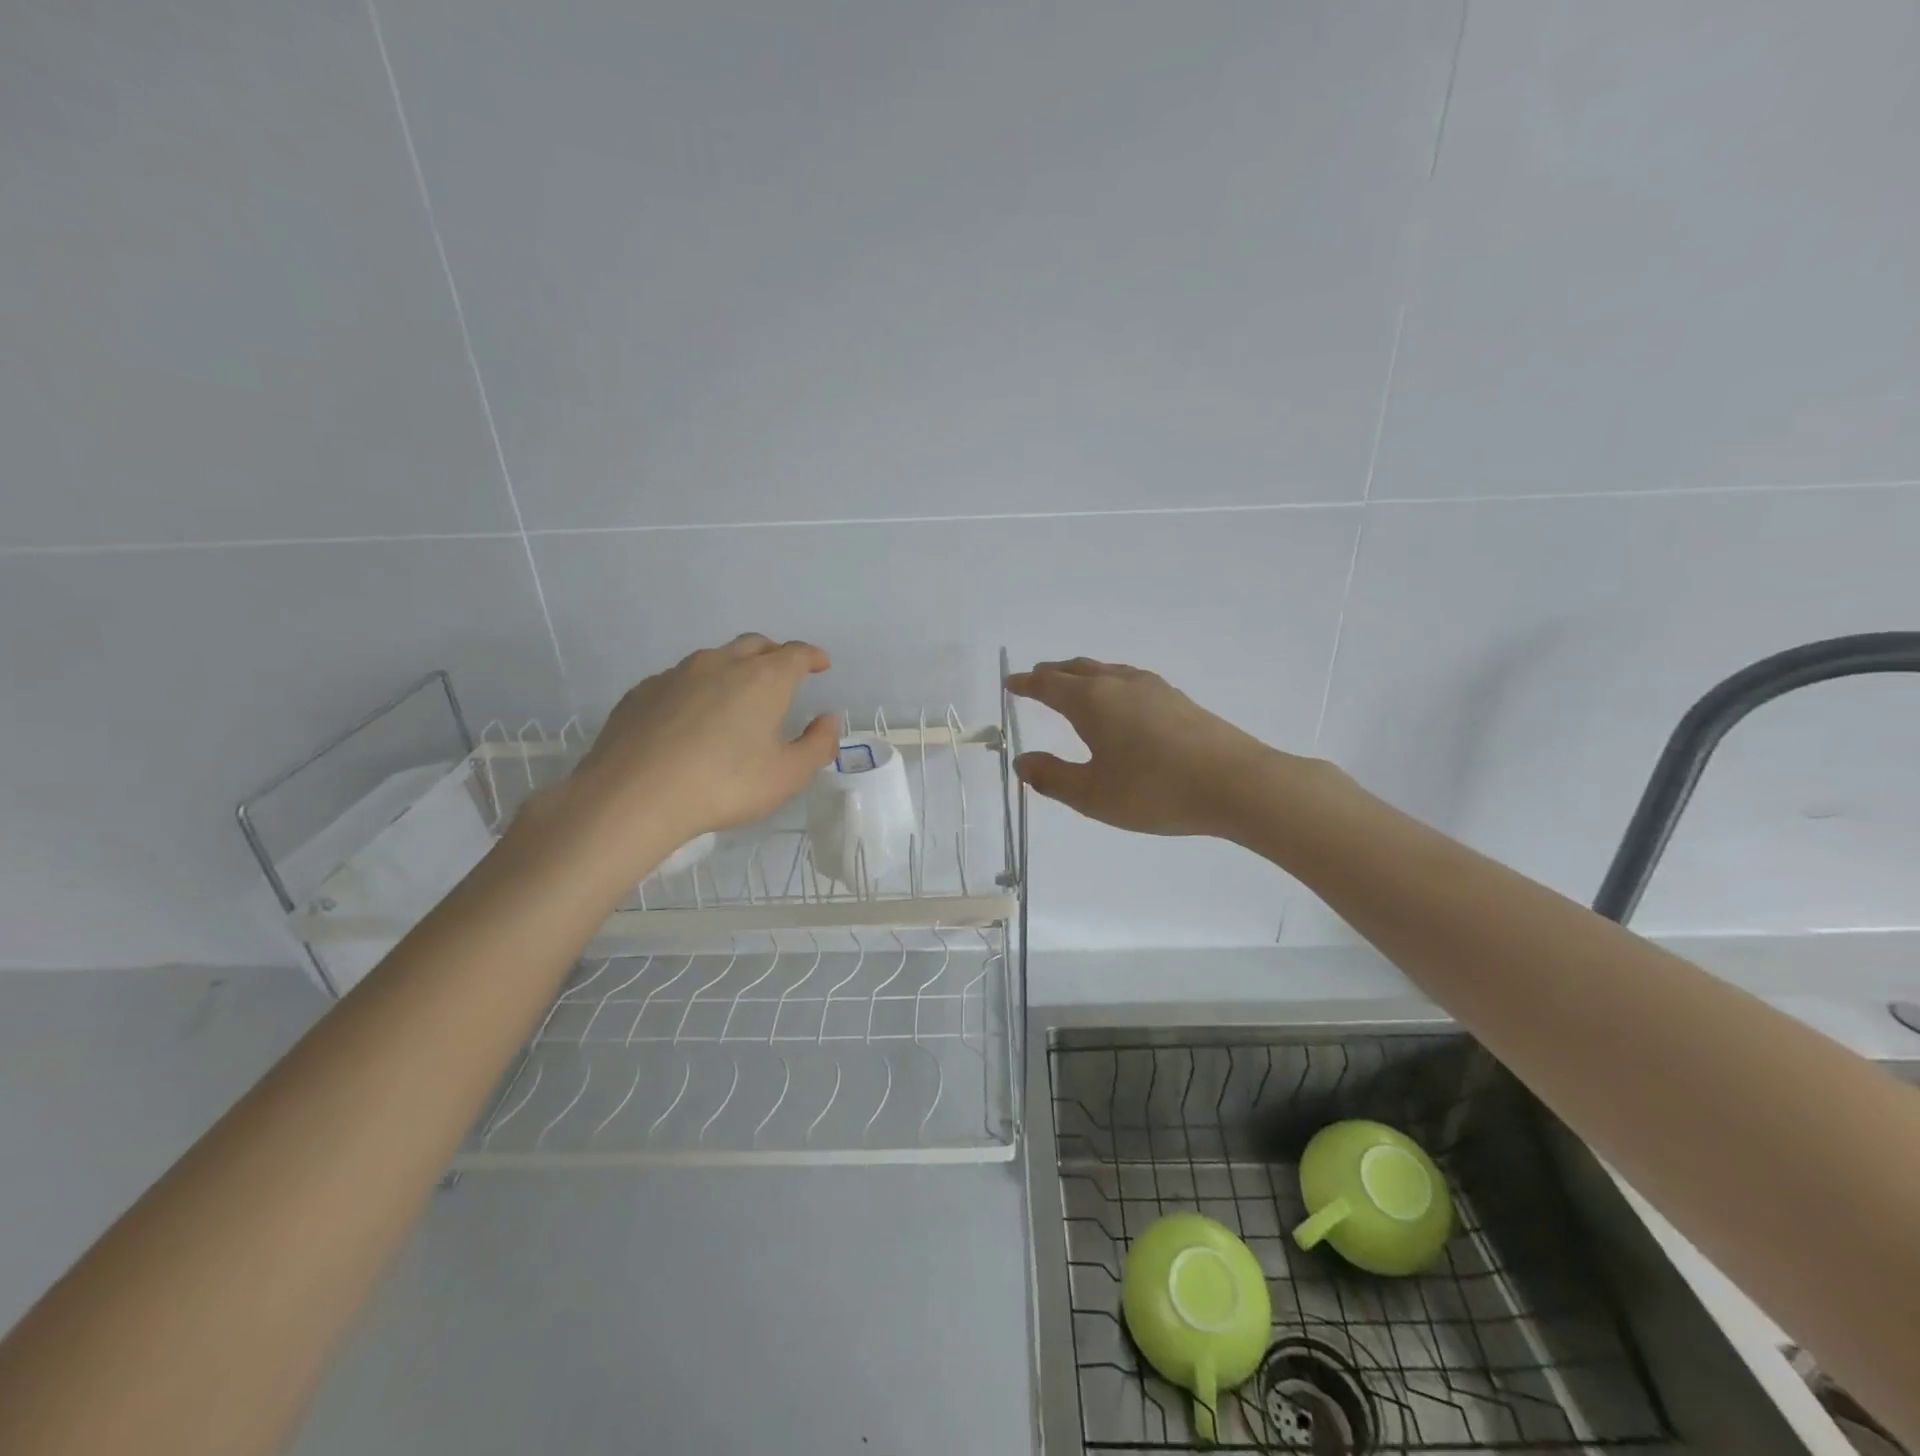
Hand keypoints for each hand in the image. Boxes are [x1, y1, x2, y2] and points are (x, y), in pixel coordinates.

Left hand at [570, 634, 838, 848]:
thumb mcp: (787, 775)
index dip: (812, 656)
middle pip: (755, 644)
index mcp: (763, 679)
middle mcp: (721, 664)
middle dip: (774, 654)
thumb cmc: (724, 785)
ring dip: (733, 668)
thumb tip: (828, 720)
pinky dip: (696, 688)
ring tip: (737, 695)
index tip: (820, 664)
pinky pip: (679, 679)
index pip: (796, 653)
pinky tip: (691, 716)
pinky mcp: (642, 692)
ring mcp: (676, 674)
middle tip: (783, 673)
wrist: (633, 796)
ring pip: (714, 658)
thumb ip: (817, 745)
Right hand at [1007, 658, 1284, 837]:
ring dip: (1083, 675)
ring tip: (1074, 686)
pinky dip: (1109, 684)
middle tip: (1037, 679)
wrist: (1236, 783)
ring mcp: (1153, 688)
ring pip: (1107, 671)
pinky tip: (1121, 703)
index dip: (1026, 684)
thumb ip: (1052, 778)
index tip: (1010, 683)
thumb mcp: (1092, 795)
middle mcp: (1119, 684)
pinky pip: (1130, 680)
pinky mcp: (1179, 700)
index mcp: (1092, 701)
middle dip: (1053, 674)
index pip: (1048, 685)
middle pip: (1077, 669)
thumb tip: (1023, 762)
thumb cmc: (1155, 791)